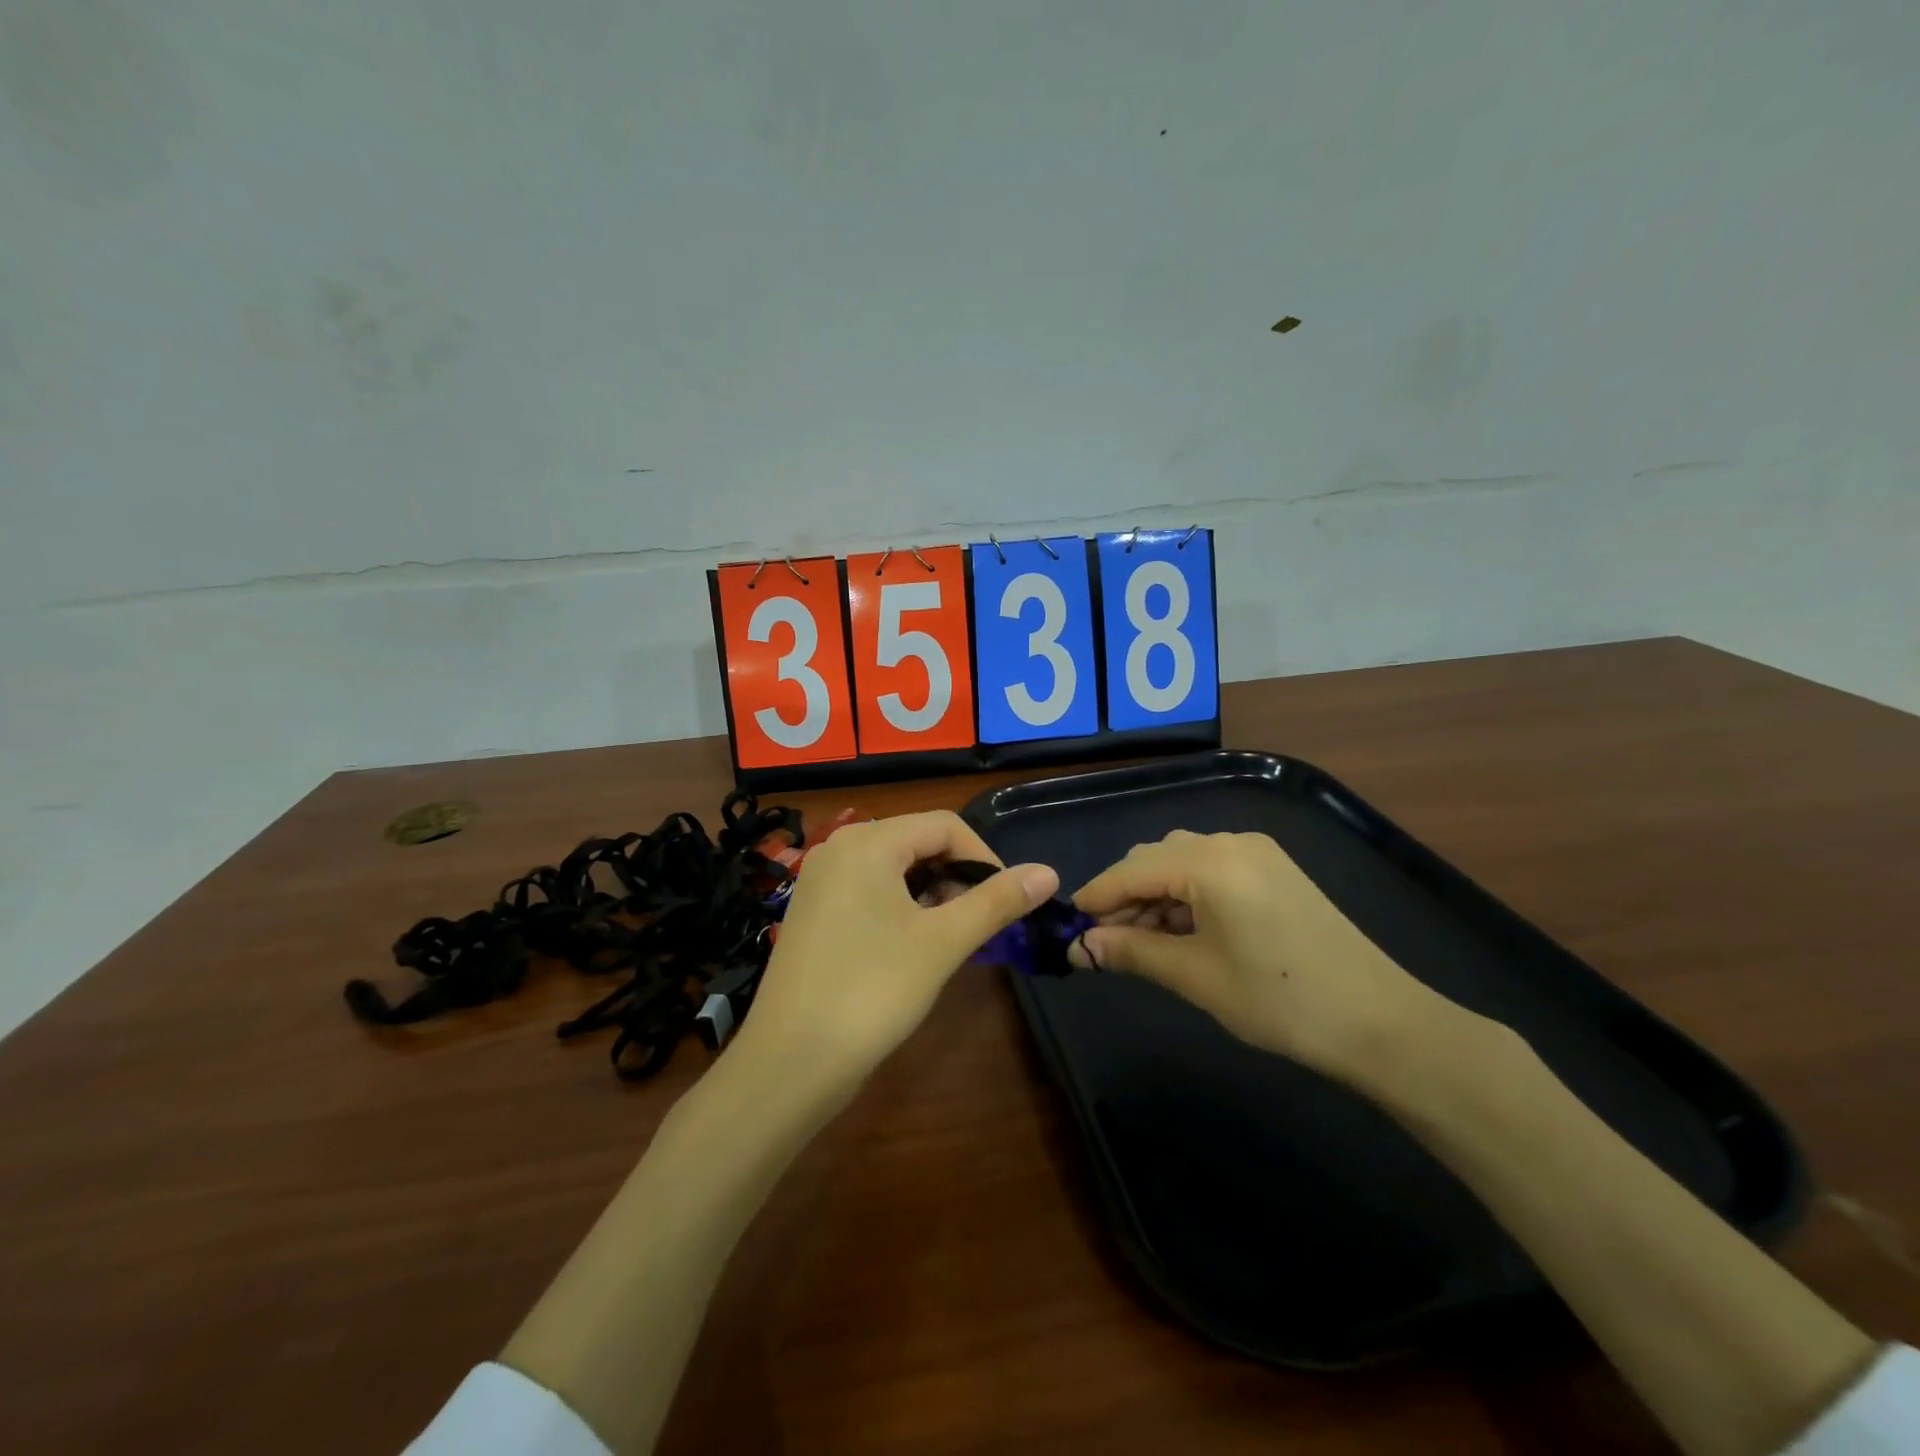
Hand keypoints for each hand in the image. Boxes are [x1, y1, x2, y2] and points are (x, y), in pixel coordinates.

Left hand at [741, 811, 1058, 1093]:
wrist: (789, 1063)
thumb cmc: (872, 992)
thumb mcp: (943, 942)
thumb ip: (997, 901)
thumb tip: (1049, 873)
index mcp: (868, 842)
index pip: (945, 825)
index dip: (985, 857)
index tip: (1008, 901)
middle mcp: (839, 848)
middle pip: (918, 841)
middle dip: (958, 875)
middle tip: (981, 923)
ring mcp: (821, 880)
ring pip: (895, 868)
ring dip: (933, 893)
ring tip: (953, 936)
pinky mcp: (814, 911)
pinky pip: (870, 890)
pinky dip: (903, 906)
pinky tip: (915, 944)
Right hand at [1070, 830, 1454, 1084]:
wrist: (1380, 1022)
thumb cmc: (1279, 1000)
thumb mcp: (1194, 976)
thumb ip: (1130, 952)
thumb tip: (1079, 948)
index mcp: (1210, 861)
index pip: (1132, 869)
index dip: (1097, 897)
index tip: (1069, 927)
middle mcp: (1231, 842)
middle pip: (1156, 858)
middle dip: (1126, 896)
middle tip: (1108, 944)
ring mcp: (1259, 853)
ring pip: (1183, 862)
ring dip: (1156, 895)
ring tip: (1145, 943)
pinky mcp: (1276, 870)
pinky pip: (1213, 869)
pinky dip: (1188, 895)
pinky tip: (1184, 931)